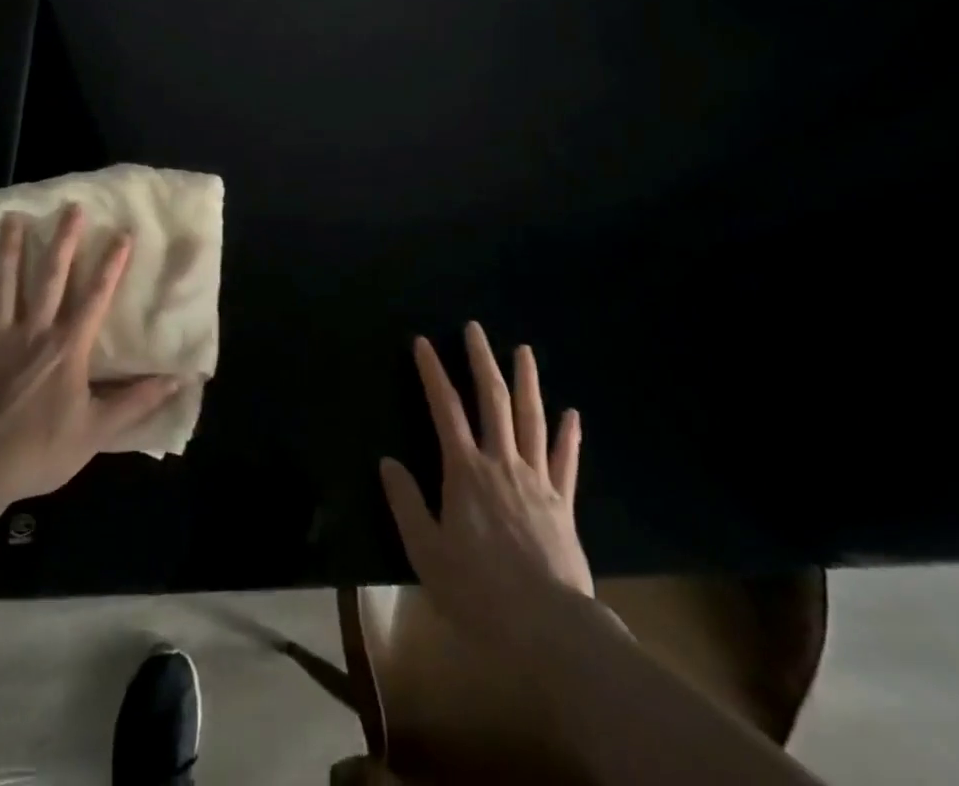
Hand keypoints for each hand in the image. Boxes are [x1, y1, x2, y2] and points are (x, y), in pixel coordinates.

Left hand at [0, 206, 179, 502]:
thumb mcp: (96, 431)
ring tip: (12, 219)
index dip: (112, 264)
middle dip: (63, 240)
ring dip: (10, 250)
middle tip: (70, 207)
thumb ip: (136, 402)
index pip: (96, 296)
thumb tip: (177, 380)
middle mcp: (35, 332)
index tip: (123, 233)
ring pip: (6, 285)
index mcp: (68, 347)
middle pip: (50, 277)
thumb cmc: (39, 449)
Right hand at [381, 322, 594, 646]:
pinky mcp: (563, 504)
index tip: (423, 342)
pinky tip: (571, 414)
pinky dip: (568, 435)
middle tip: (476, 328)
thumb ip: (407, 502)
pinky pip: (566, 461)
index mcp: (465, 471)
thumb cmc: (478, 592)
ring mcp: (537, 480)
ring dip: (527, 381)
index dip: (432, 372)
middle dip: (481, 360)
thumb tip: (387, 461)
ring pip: (532, 419)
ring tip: (524, 351)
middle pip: (493, 400)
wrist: (548, 630)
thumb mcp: (427, 552)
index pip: (445, 408)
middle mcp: (501, 463)